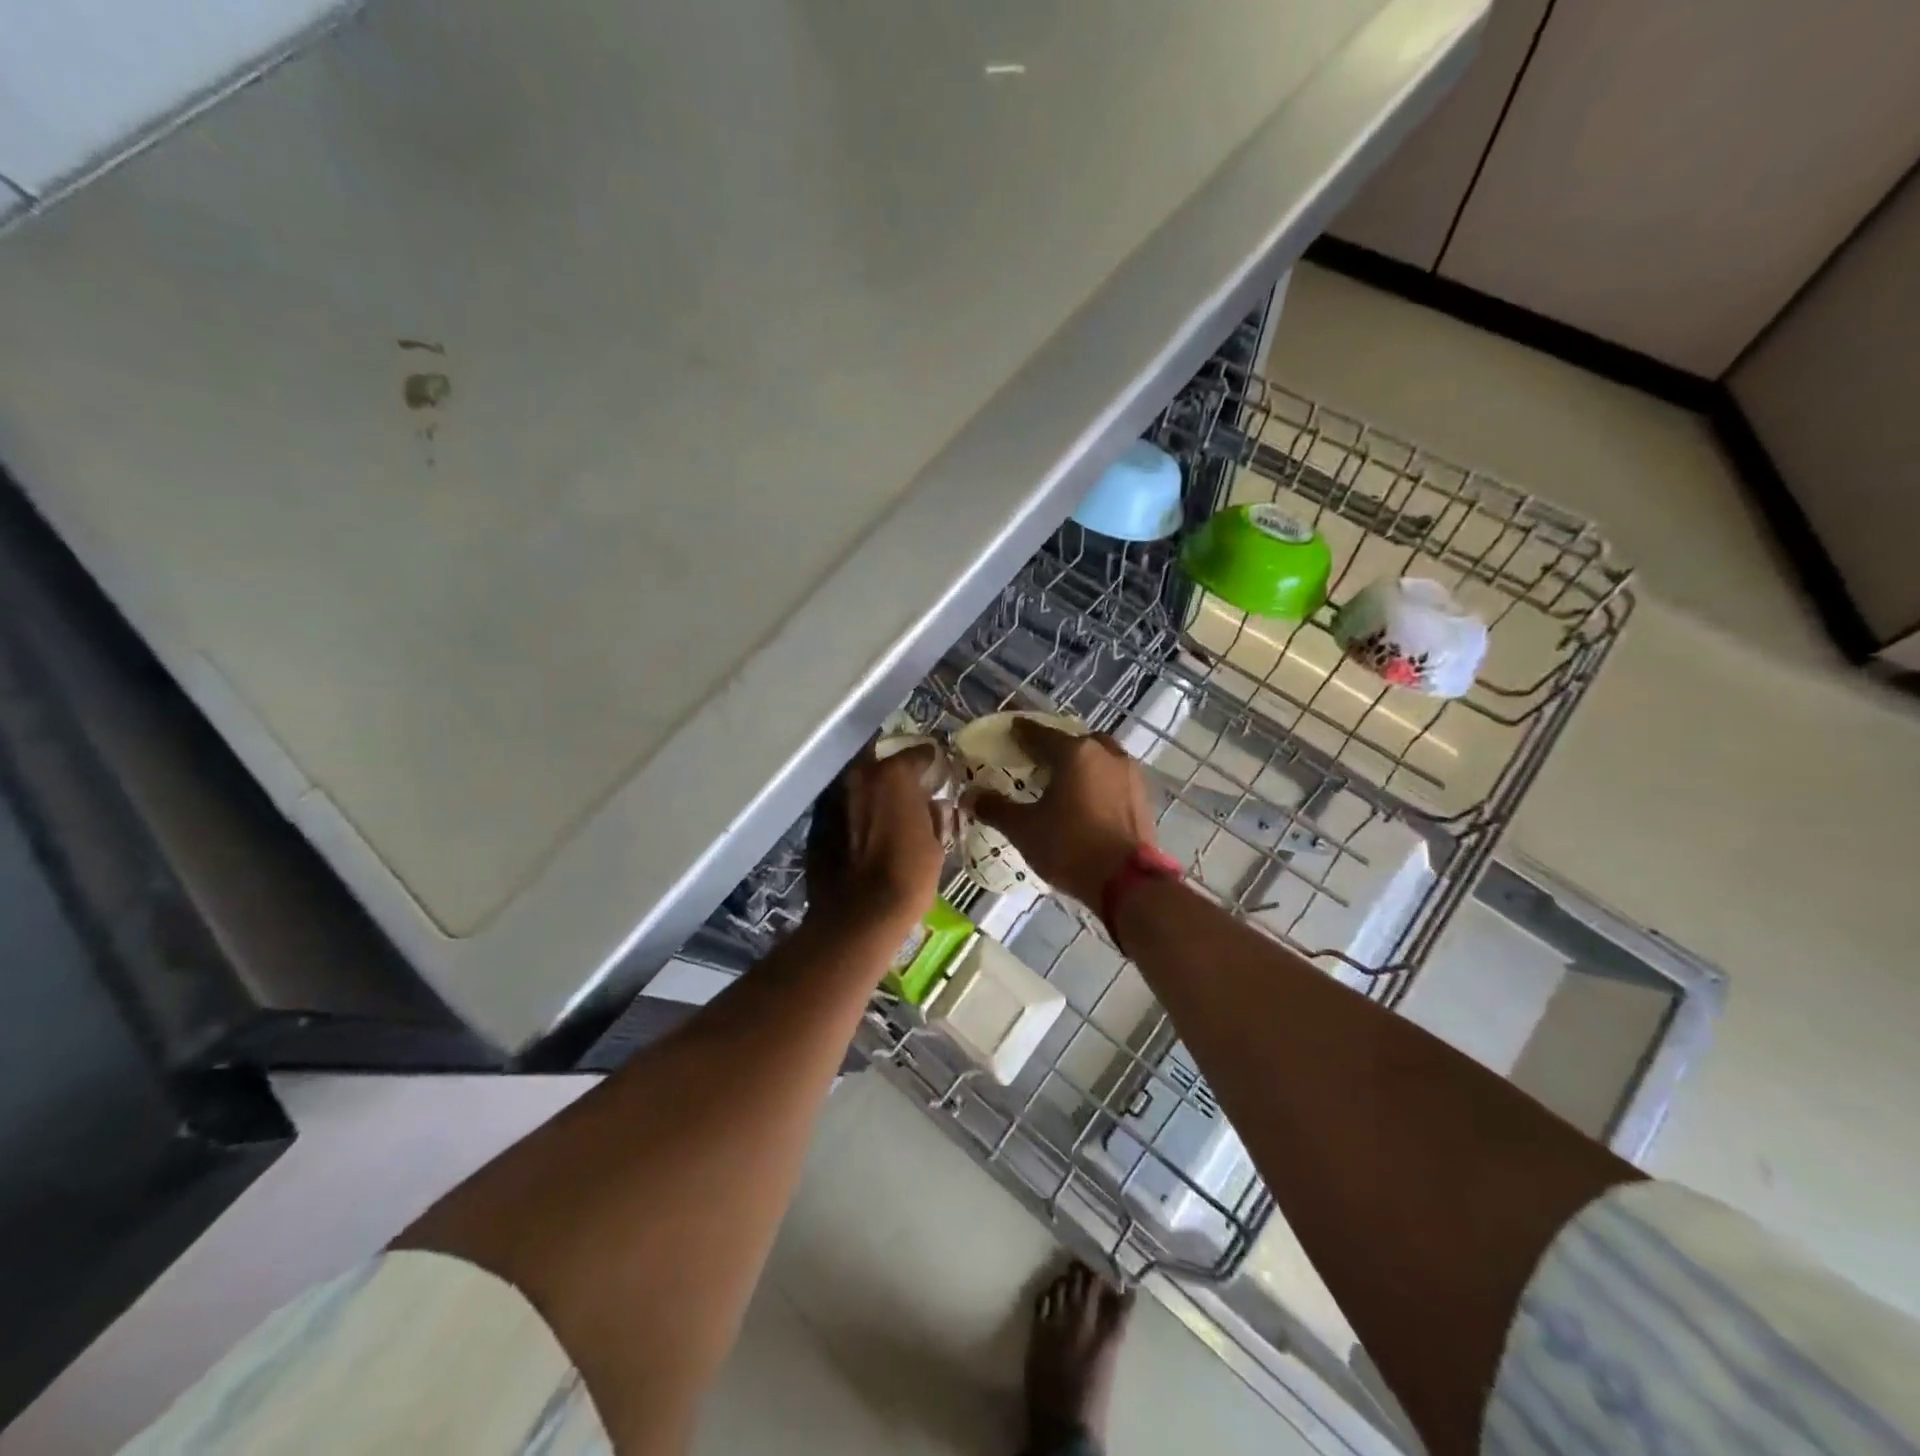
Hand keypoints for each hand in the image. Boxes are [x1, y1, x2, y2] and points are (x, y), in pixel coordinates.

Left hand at [806, 742, 946, 929]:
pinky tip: (864, 832)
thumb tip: (934, 806)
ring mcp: (834, 798)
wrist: (858, 916)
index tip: (936, 769)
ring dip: (871, 792)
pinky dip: (854, 814)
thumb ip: (933, 817)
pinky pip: (842, 809)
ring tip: (885, 810)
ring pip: (858, 785)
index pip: (916, 754)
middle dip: (894, 773)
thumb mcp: (935, 846)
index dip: (929, 761)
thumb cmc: (907, 877)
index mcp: (893, 776)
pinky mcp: (817, 823)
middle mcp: (859, 777)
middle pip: (880, 763)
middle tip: (908, 788)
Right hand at [965, 720, 1158, 908]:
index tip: (1011, 731)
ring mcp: (1130, 774)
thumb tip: (969, 796)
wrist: (1127, 883)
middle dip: (1056, 746)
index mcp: (1075, 753)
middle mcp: (1106, 754)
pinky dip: (1098, 781)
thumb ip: (996, 808)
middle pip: (1075, 741)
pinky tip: (1087, 799)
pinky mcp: (1143, 797)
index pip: (1041, 734)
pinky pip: (1114, 778)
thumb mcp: (1024, 829)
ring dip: (1082, 762)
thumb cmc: (1070, 847)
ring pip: (1100, 757)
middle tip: (1038, 759)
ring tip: (1064, 780)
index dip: (1022, 732)